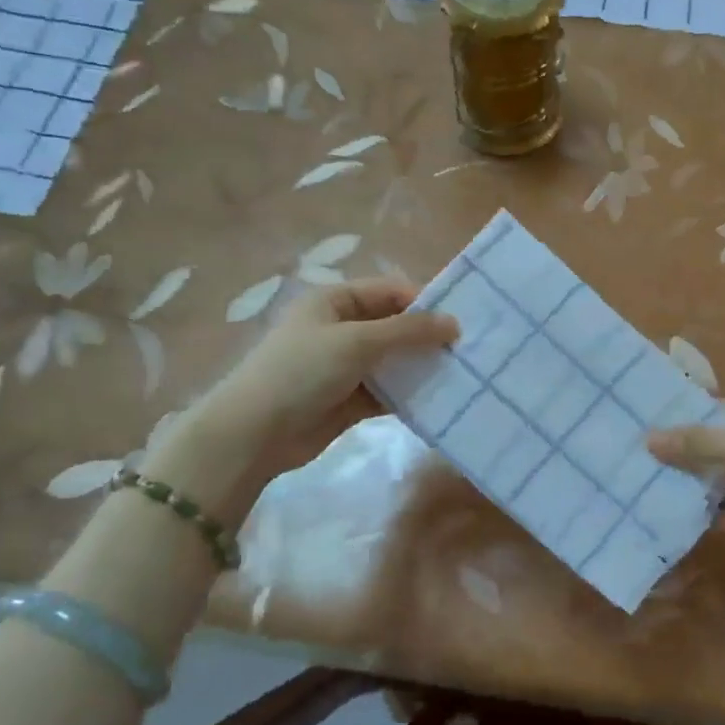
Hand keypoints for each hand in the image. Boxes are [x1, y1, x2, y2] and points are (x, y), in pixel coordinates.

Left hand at [151, 279, 457, 510]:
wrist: (255, 433)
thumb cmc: (302, 371)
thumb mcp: (357, 341)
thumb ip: (409, 331)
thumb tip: (454, 324)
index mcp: (335, 301)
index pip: (391, 291)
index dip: (425, 303)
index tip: (461, 322)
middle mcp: (342, 328)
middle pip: (395, 326)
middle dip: (428, 337)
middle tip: (470, 350)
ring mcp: (345, 366)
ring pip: (394, 361)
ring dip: (422, 367)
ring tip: (462, 375)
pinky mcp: (350, 400)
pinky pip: (388, 392)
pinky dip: (410, 395)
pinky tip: (440, 400)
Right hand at [649, 400, 724, 581]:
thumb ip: (697, 442)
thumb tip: (647, 438)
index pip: (711, 411)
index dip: (679, 416)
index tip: (638, 422)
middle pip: (705, 447)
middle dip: (673, 453)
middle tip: (627, 455)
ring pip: (707, 480)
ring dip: (679, 483)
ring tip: (632, 482)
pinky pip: (714, 510)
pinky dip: (691, 511)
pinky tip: (655, 510)